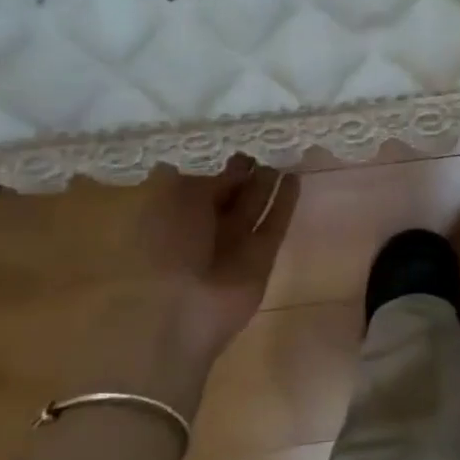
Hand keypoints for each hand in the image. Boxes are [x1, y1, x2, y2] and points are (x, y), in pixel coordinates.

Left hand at [147, 160, 299, 367]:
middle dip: (242, 176)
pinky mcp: (262, 258)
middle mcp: (204, 230)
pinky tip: (295, 179)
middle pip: (228, 197)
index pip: (198, 187)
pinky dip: (285, 203)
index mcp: (173, 217)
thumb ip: (194, 182)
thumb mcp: (170, 200)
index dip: (216, 169)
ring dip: (265, 185)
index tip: (235, 150)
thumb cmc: (165, 247)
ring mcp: (234, 245)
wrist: (182, 309)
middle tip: (259, 152)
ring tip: (281, 159)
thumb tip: (209, 169)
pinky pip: (275, 224)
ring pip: (253, 207)